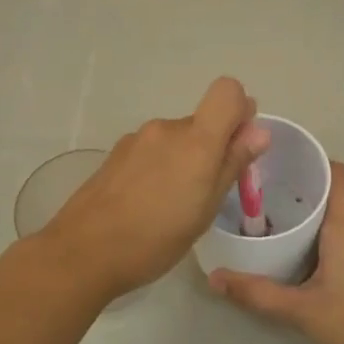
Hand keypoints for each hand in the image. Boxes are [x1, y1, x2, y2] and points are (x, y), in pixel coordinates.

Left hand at [43, 77, 268, 300]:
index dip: (240, 110)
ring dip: (184, 161)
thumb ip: (232, 164)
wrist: (83, 252)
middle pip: (202, 121)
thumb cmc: (155, 238)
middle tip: (207, 194)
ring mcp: (136, 139)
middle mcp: (165, 128)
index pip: (227, 91)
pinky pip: (152, 151)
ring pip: (176, 139)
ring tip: (174, 206)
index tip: (239, 146)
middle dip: (212, 148)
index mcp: (194, 140)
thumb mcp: (205, 209)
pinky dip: (160, 169)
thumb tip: (260, 131)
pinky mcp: (116, 155)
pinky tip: (147, 204)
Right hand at [208, 161, 343, 343]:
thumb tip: (214, 279)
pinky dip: (333, 233)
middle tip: (266, 201)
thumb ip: (257, 293)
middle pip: (335, 193)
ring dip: (319, 215)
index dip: (309, 163)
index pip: (334, 172)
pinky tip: (310, 253)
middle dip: (304, 192)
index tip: (278, 168)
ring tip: (282, 224)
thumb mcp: (300, 310)